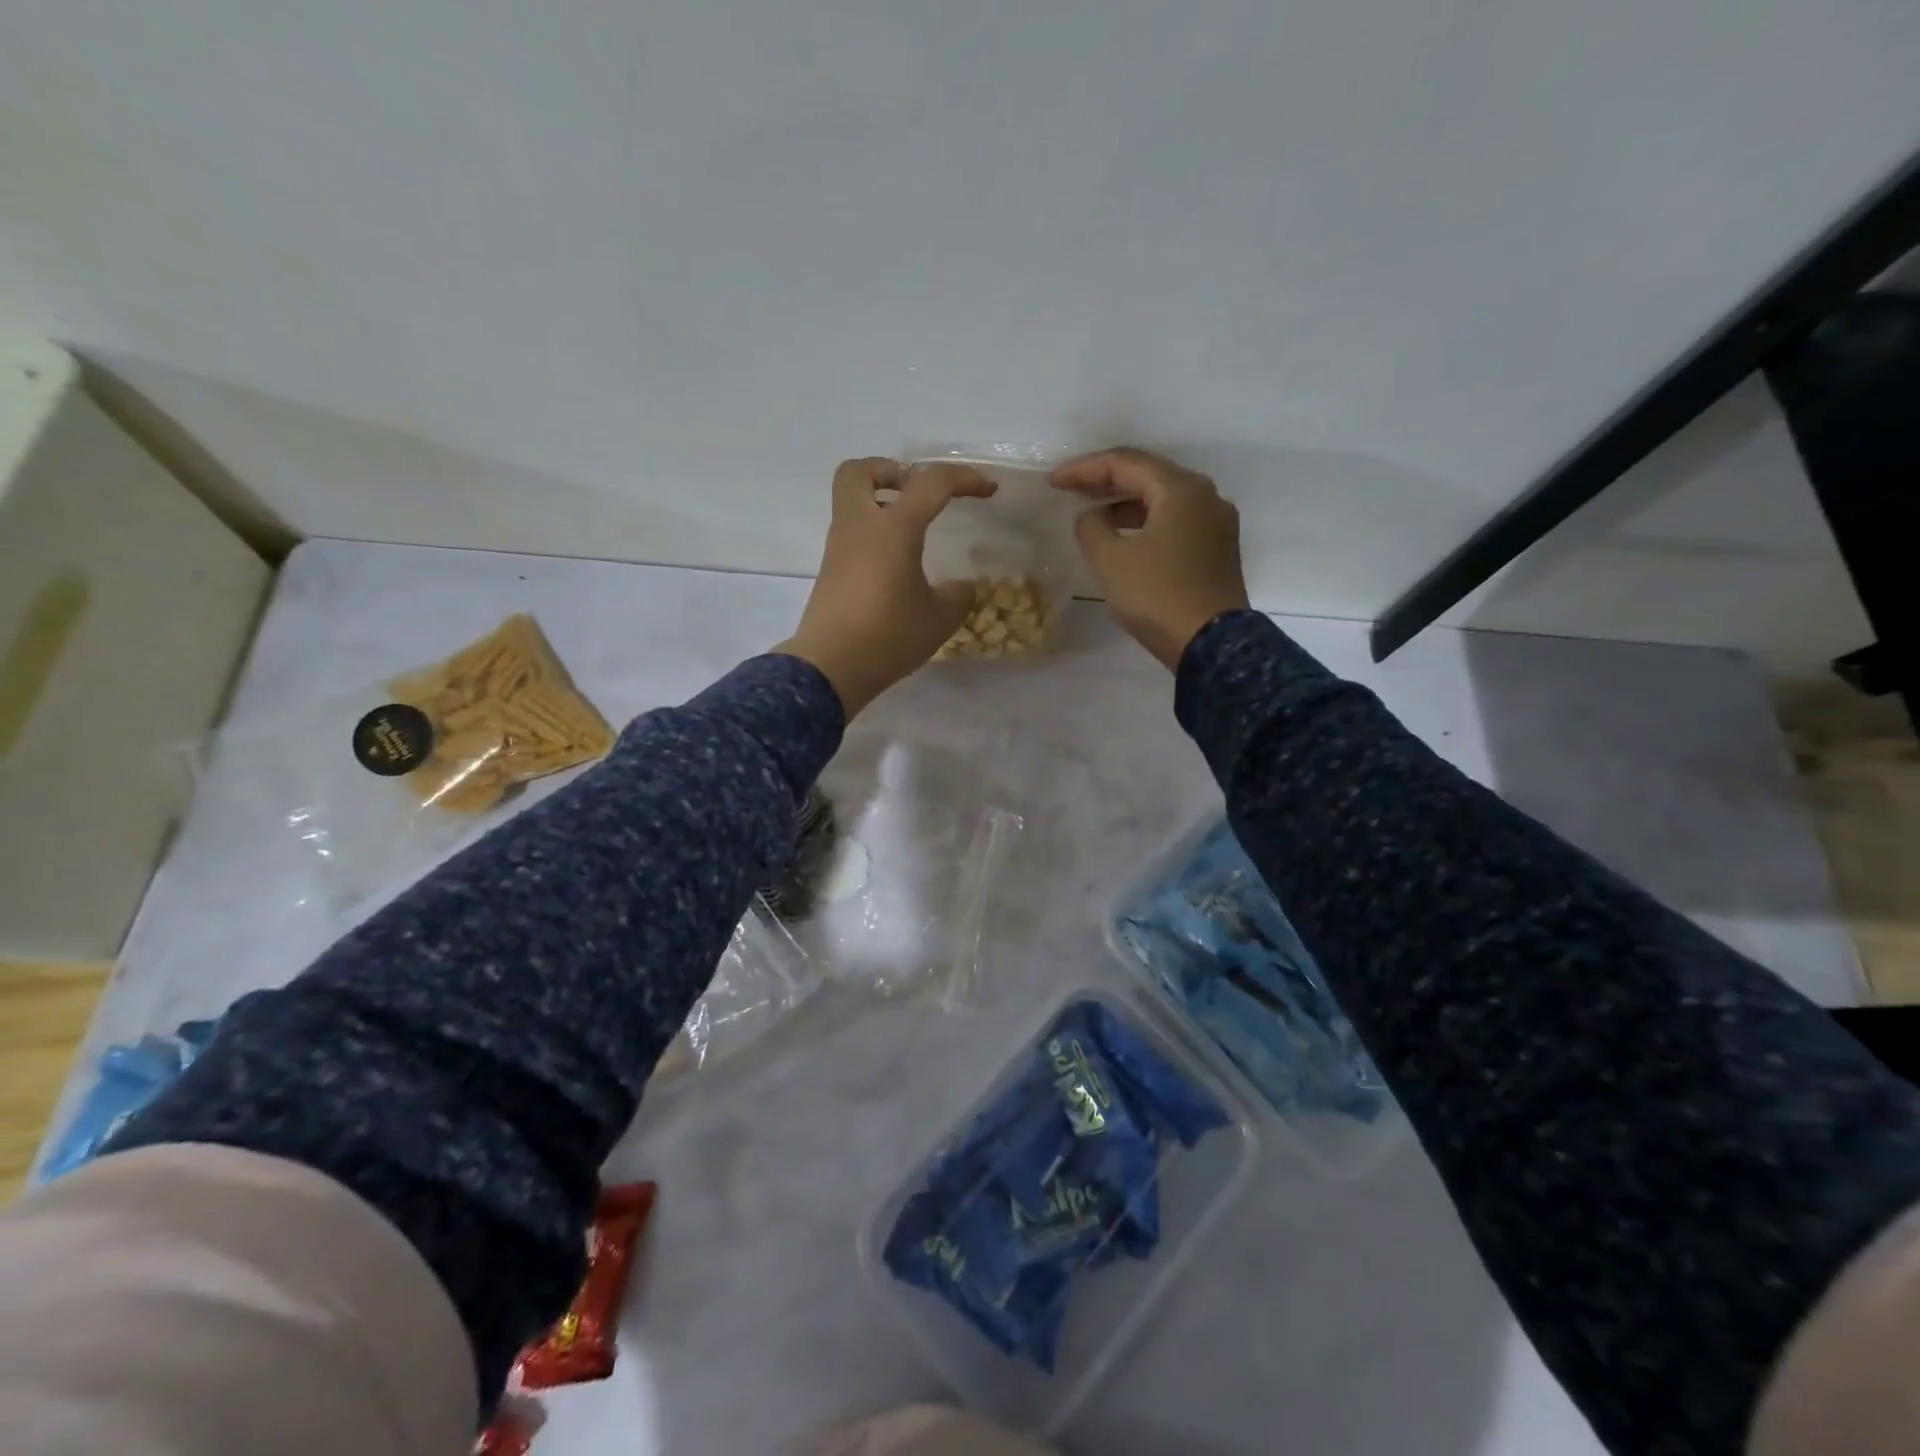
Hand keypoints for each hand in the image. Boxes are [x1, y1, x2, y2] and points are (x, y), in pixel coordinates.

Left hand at [776, 458, 995, 715]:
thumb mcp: (939, 619)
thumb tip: (963, 587)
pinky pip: (851, 534)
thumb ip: (958, 597)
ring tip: (913, 531)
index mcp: (893, 527)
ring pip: (851, 502)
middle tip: (917, 492)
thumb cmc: (889, 635)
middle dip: (891, 471)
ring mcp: (839, 548)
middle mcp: (859, 526)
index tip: (988, 491)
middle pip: (860, 472)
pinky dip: (873, 534)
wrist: (831, 668)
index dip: (964, 479)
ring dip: (880, 503)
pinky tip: (896, 564)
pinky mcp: (830, 572)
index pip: (931, 483)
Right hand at [1053, 448, 1249, 669]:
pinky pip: (1176, 522)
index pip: (1126, 463)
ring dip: (1126, 504)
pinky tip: (1125, 537)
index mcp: (1181, 490)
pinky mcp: (1217, 550)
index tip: (1054, 482)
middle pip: (1149, 476)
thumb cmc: (1158, 596)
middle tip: (1071, 490)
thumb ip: (1091, 528)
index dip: (1085, 469)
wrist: (1210, 644)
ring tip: (1093, 515)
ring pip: (1164, 500)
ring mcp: (1216, 524)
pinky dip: (1146, 522)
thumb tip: (1092, 518)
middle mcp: (1206, 497)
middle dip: (1106, 481)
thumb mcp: (1110, 560)